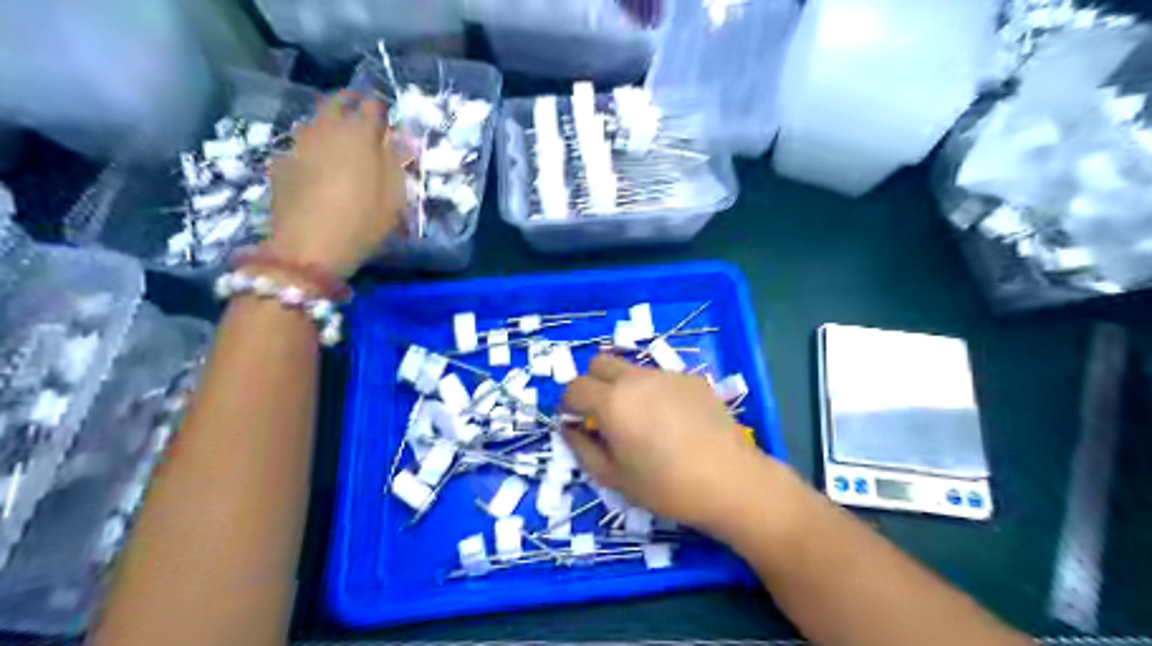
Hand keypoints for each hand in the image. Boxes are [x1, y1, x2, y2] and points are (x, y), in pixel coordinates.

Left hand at [264, 97, 403, 276]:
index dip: (381, 110)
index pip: (372, 105)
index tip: (388, 120)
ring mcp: (299, 144)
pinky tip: (319, 168)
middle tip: (362, 116)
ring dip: (329, 124)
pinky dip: (313, 148)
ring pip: (315, 121)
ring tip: (341, 142)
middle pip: (336, 102)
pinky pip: (301, 144)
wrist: (308, 249)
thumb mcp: (395, 197)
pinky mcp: (281, 162)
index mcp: (359, 133)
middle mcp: (326, 129)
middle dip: (351, 103)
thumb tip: (398, 138)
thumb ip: (396, 161)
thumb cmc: (363, 223)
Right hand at [560, 352, 772, 534]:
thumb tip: (568, 429)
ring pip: (631, 369)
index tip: (575, 421)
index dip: (568, 404)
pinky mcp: (691, 378)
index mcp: (612, 402)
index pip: (575, 387)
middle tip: (603, 414)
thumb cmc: (665, 486)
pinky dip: (654, 392)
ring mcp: (666, 374)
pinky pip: (660, 378)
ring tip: (642, 420)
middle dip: (592, 383)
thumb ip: (582, 449)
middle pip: (599, 363)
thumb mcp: (614, 477)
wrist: (729, 480)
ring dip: (624, 386)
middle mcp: (636, 379)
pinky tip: (673, 421)